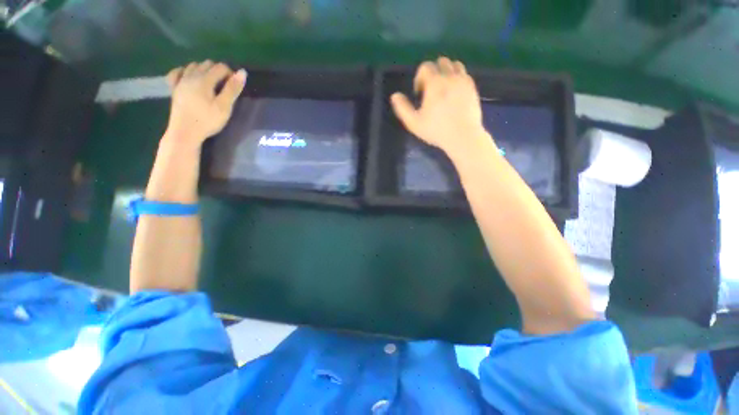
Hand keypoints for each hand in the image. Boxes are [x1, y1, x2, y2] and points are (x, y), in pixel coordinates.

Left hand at [164, 60, 246, 145]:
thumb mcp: (224, 107)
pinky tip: (189, 77)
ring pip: (193, 65)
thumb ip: (233, 89)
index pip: (220, 67)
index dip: (231, 74)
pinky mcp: (174, 88)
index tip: (235, 86)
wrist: (185, 132)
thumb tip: (242, 72)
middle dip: (218, 71)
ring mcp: (180, 81)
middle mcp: (191, 76)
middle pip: (207, 64)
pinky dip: (185, 71)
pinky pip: (177, 72)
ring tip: (211, 84)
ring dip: (204, 70)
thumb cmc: (207, 121)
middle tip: (225, 86)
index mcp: (204, 80)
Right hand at [390, 57, 492, 157]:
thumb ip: (402, 108)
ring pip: (455, 65)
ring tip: (443, 89)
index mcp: (434, 83)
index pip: (425, 66)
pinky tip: (454, 93)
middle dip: (433, 72)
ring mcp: (464, 81)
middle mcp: (450, 76)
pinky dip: (457, 78)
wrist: (463, 136)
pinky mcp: (473, 88)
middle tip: (431, 90)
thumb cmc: (436, 131)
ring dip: (446, 72)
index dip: (419, 78)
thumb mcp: (414, 123)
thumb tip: (394, 95)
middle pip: (441, 62)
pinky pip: (464, 74)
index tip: (419, 94)